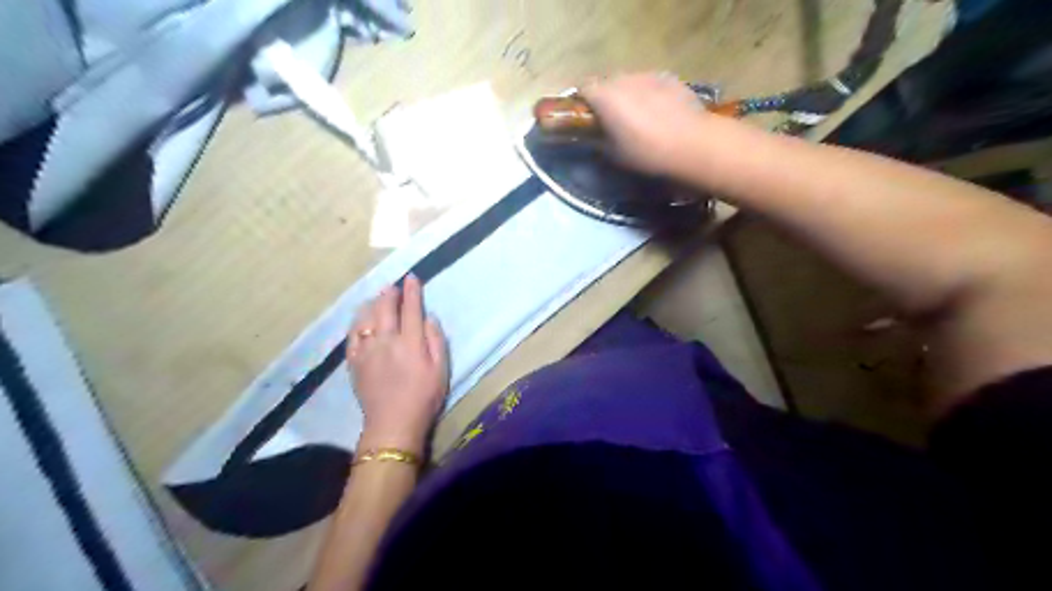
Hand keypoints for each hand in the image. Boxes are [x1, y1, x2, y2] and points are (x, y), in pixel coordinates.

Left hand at [345, 274, 442, 455]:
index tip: (412, 278)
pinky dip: (357, 321)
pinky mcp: (354, 361)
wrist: (393, 423)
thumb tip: (429, 318)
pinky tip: (361, 319)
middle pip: (386, 308)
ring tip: (377, 297)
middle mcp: (387, 340)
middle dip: (390, 293)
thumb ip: (436, 340)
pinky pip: (353, 334)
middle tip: (394, 286)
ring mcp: (367, 349)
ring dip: (373, 303)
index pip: (411, 308)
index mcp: (411, 342)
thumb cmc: (424, 397)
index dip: (412, 291)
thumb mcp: (441, 369)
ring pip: (367, 317)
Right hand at [579, 72, 710, 175]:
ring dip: (628, 94)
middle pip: (606, 82)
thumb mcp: (615, 155)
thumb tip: (595, 137)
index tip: (586, 117)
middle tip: (612, 119)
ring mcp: (648, 74)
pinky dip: (648, 93)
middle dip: (605, 97)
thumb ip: (599, 141)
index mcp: (605, 96)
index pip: (583, 88)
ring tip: (637, 115)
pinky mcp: (669, 77)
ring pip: (629, 81)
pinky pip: (650, 83)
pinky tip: (659, 111)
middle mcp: (623, 78)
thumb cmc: (647, 152)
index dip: (582, 102)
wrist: (692, 143)